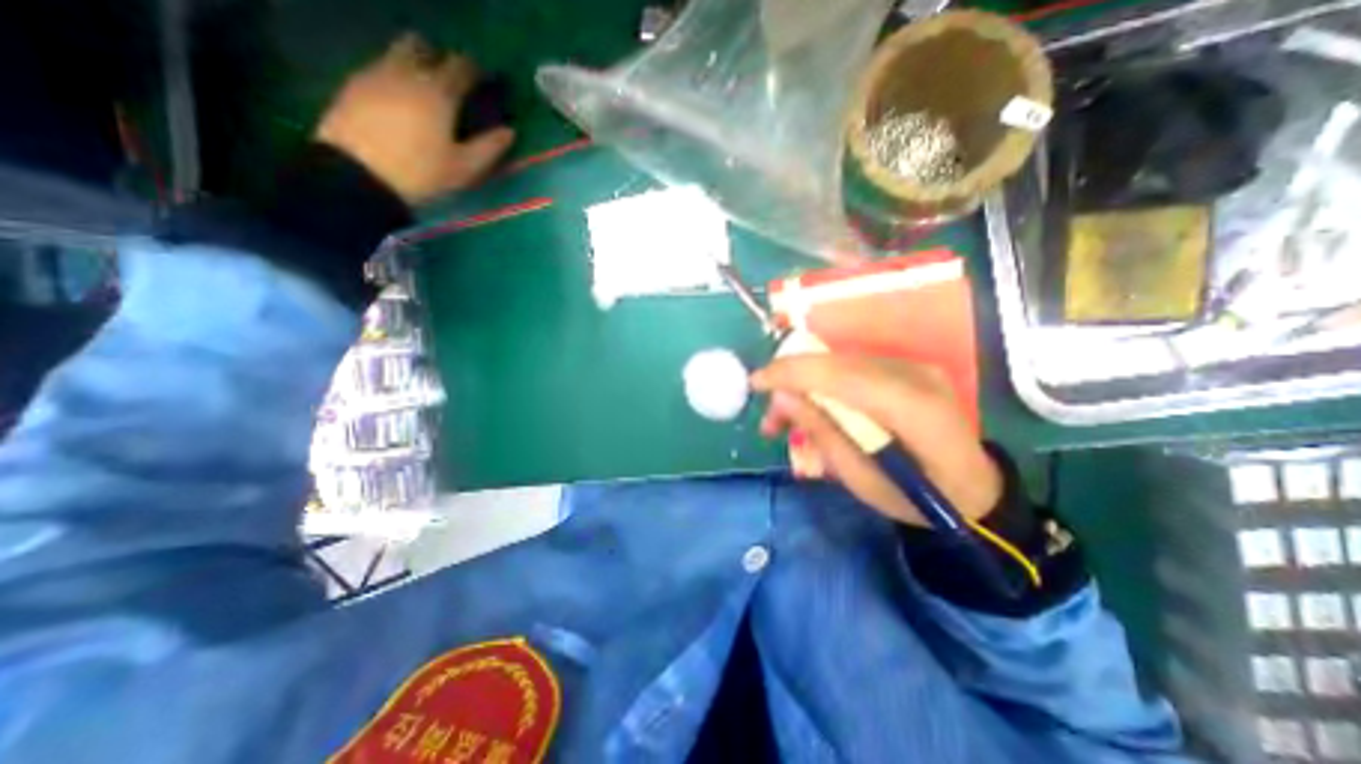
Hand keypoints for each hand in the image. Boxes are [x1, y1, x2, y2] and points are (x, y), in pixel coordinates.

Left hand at [316, 32, 518, 204]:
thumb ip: (489, 148)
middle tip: (448, 79)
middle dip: (436, 58)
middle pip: (421, 47)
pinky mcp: (353, 85)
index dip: (473, 70)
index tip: (481, 80)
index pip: (460, 67)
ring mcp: (375, 75)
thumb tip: (509, 132)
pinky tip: (397, 100)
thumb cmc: (421, 174)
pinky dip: (392, 77)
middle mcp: (406, 74)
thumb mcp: (464, 168)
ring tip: (422, 91)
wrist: (359, 176)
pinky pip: (377, 68)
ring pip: (396, 54)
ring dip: (412, 64)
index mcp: (438, 93)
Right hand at [749, 354, 1003, 528]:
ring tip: (787, 422)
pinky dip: (824, 387)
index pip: (838, 375)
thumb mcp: (862, 480)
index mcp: (911, 408)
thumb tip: (783, 397)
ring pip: (839, 363)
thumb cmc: (919, 499)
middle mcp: (914, 374)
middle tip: (770, 419)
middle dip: (791, 383)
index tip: (755, 383)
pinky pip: (852, 370)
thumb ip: (822, 433)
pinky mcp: (907, 369)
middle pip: (835, 363)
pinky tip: (815, 410)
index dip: (791, 373)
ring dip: (805, 386)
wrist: (974, 489)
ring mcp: (913, 367)